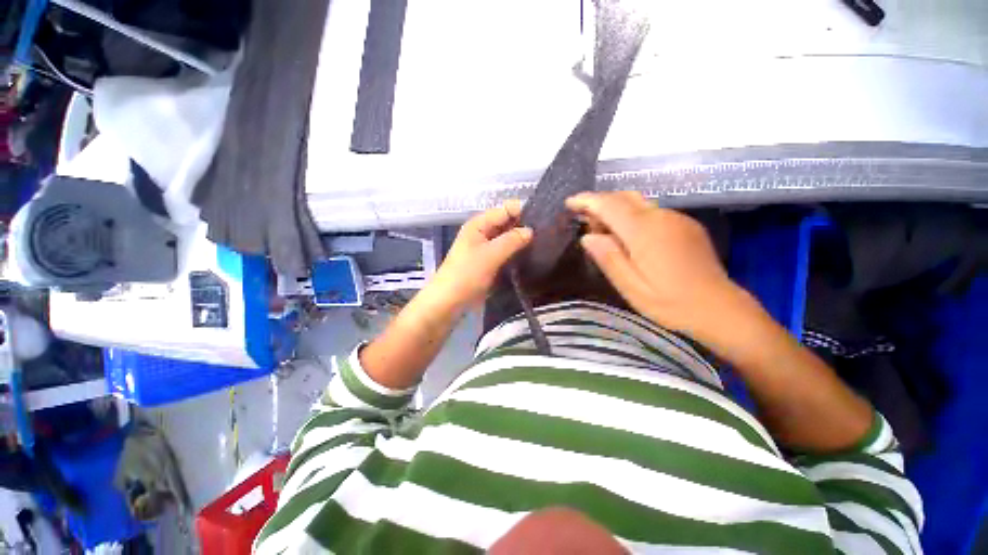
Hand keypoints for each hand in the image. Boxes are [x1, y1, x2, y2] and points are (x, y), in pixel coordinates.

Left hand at [429, 201, 532, 313]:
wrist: (449, 302)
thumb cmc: (467, 275)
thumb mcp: (490, 255)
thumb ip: (511, 240)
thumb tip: (530, 230)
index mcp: (479, 224)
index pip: (505, 209)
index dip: (523, 212)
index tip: (543, 222)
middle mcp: (482, 232)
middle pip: (507, 222)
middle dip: (524, 227)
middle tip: (546, 235)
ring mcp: (486, 248)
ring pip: (507, 238)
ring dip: (521, 241)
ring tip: (543, 245)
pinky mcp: (489, 262)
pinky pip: (505, 252)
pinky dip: (516, 252)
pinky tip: (530, 256)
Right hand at [566, 191, 743, 335]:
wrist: (720, 309)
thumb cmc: (670, 303)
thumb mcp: (631, 287)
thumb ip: (608, 258)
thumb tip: (587, 237)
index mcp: (645, 231)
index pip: (609, 205)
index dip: (587, 201)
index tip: (569, 203)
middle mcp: (662, 217)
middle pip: (624, 197)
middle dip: (600, 203)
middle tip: (585, 223)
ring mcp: (677, 219)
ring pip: (638, 202)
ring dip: (616, 210)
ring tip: (604, 232)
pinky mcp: (686, 226)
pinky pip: (652, 211)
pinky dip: (633, 216)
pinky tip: (629, 236)